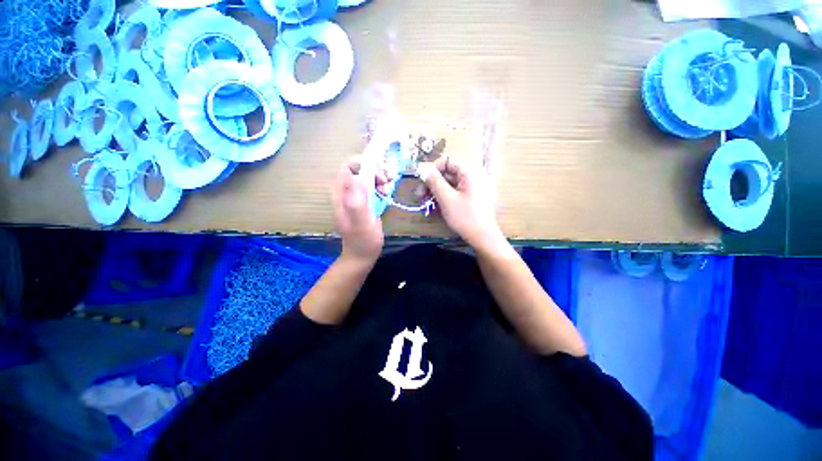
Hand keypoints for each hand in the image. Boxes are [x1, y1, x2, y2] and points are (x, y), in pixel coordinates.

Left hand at [332, 157, 385, 264]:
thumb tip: (356, 176)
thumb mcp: (362, 222)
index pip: (348, 167)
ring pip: (366, 177)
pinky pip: (371, 186)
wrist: (362, 255)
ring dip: (379, 179)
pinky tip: (386, 194)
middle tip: (386, 184)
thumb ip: (357, 201)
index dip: (364, 164)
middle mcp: (345, 192)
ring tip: (387, 191)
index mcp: (341, 195)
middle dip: (375, 172)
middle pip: (359, 170)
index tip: (380, 175)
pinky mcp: (362, 201)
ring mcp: (354, 196)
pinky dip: (380, 186)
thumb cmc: (363, 241)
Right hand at [418, 157, 504, 251]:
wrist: (483, 238)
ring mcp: (473, 188)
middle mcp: (473, 177)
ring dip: (436, 192)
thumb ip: (434, 181)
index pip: (447, 161)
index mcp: (469, 173)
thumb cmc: (465, 217)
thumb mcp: (446, 199)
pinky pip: (455, 193)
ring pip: (450, 184)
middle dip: (432, 183)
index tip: (421, 181)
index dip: (432, 169)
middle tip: (419, 195)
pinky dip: (444, 198)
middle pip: (448, 173)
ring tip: (425, 203)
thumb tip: (422, 167)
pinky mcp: (472, 198)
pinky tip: (435, 208)